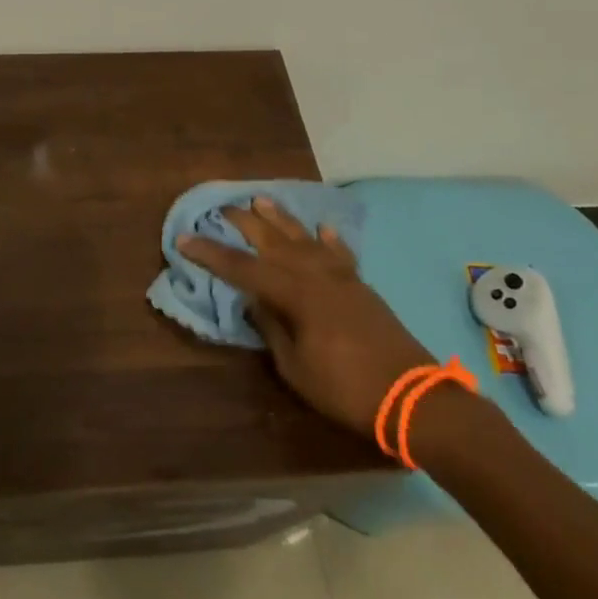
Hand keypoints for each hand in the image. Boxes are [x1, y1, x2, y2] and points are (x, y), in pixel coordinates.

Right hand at [178, 197, 432, 437]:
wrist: (412, 397)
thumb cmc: (345, 388)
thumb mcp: (295, 366)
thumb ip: (272, 327)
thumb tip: (254, 301)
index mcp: (295, 294)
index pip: (242, 268)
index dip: (211, 254)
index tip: (185, 239)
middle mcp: (316, 276)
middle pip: (273, 242)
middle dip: (245, 224)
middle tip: (222, 208)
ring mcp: (342, 278)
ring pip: (305, 239)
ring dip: (282, 219)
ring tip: (262, 200)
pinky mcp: (361, 287)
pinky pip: (339, 254)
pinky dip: (329, 240)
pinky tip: (322, 228)